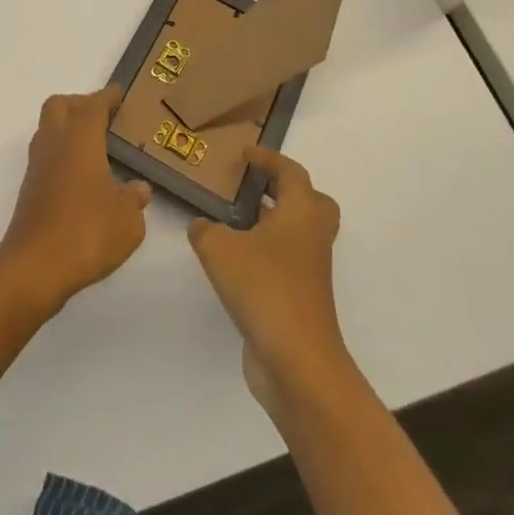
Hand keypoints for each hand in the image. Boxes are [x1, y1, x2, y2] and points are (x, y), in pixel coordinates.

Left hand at [0, 86, 150, 315]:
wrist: (34, 267)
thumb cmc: (86, 234)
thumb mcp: (128, 221)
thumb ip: (135, 200)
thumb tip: (138, 188)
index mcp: (80, 138)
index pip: (93, 104)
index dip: (108, 97)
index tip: (120, 95)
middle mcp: (55, 143)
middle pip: (60, 105)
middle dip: (80, 104)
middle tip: (104, 118)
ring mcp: (37, 165)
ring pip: (49, 129)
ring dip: (68, 128)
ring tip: (95, 147)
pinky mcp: (29, 188)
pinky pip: (46, 155)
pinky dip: (62, 154)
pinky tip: (81, 177)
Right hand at [189, 146, 348, 414]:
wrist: (296, 361)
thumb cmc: (263, 288)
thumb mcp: (219, 249)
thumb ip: (205, 230)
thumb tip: (201, 226)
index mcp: (301, 213)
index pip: (290, 172)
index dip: (268, 158)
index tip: (245, 153)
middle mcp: (312, 238)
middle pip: (312, 203)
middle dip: (287, 191)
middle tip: (256, 187)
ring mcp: (310, 272)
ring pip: (299, 235)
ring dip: (274, 223)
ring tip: (237, 219)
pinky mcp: (301, 299)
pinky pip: (287, 263)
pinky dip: (266, 253)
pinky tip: (235, 260)